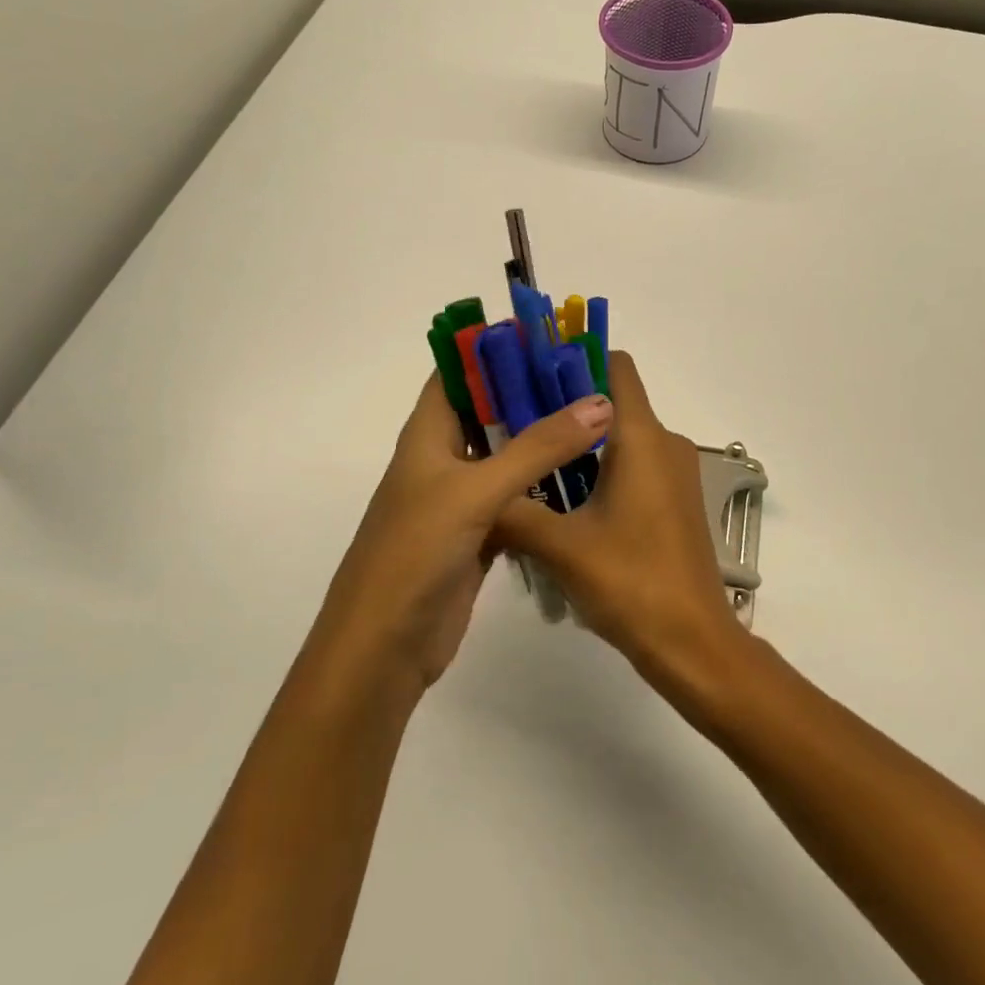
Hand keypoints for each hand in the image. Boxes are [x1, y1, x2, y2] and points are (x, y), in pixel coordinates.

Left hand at [306, 371, 612, 693]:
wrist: (384, 648)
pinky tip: (584, 475)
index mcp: (427, 435)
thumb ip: (538, 447)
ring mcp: (461, 499)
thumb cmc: (415, 552)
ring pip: (507, 455)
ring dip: (543, 438)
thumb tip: (600, 401)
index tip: (549, 337)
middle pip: (489, 411)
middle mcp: (442, 459)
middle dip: (532, 392)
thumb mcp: (476, 491)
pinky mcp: (478, 534)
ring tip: (597, 415)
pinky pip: (518, 497)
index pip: (458, 373)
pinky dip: (545, 485)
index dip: (495, 350)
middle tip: (589, 376)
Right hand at [494, 352, 747, 695]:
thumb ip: (513, 512)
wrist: (692, 642)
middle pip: (613, 401)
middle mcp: (665, 443)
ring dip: (581, 445)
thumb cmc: (630, 582)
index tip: (531, 377)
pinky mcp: (675, 500)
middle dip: (565, 407)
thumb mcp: (560, 546)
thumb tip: (474, 495)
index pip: (615, 367)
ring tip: (532, 467)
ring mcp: (675, 473)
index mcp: (642, 437)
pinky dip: (602, 469)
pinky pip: (635, 465)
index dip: (574, 361)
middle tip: (514, 426)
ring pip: (622, 438)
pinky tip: (566, 501)